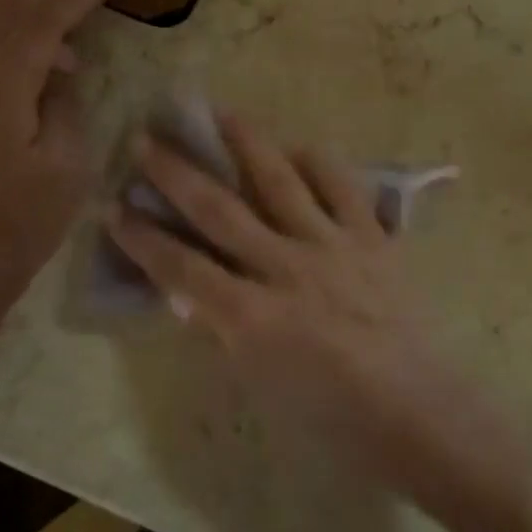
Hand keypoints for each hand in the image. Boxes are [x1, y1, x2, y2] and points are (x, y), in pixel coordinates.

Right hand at [105, 113, 468, 492]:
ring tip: (222, 112)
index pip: (181, 269)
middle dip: (176, 174)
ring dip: (246, 144)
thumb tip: (193, 295)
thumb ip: (225, 333)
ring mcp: (332, 246)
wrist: (417, 413)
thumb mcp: (261, 386)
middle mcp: (286, 269)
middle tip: (146, 139)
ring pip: (280, 182)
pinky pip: (343, 188)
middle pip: (220, 211)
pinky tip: (300, 147)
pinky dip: (320, 163)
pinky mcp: (371, 238)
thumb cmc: (333, 420)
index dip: (143, 239)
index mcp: (252, 318)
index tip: (114, 209)